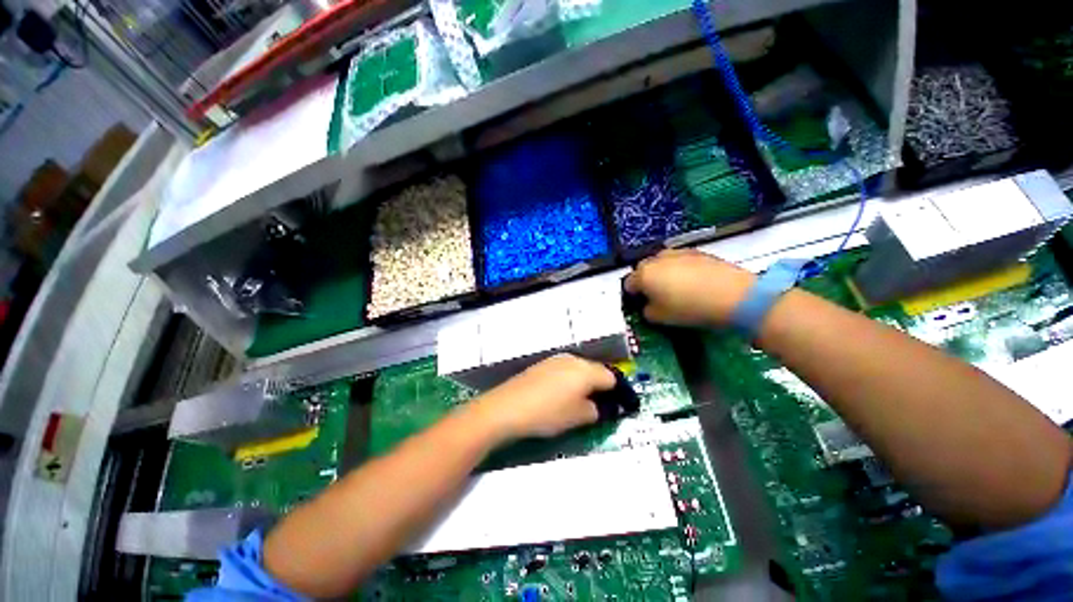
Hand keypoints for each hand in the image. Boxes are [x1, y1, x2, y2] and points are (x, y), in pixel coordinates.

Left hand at [468, 354, 615, 439]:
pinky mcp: (542, 364)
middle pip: (595, 370)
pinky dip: (569, 381)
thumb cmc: (548, 413)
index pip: (611, 377)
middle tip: (600, 405)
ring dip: (584, 382)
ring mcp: (556, 360)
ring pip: (579, 369)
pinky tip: (560, 395)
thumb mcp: (578, 417)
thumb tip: (602, 407)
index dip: (618, 392)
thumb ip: (596, 410)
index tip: (618, 406)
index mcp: (586, 370)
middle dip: (600, 386)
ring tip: (579, 401)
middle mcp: (573, 359)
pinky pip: (564, 370)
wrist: (508, 407)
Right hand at [624, 249, 754, 326]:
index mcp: (643, 274)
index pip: (628, 284)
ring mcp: (677, 252)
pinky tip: (692, 282)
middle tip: (657, 296)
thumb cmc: (689, 308)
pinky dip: (680, 269)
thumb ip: (646, 311)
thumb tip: (648, 305)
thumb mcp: (660, 318)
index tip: (641, 304)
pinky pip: (679, 260)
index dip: (633, 295)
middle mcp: (656, 259)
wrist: (732, 294)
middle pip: (643, 269)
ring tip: (676, 288)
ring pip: (661, 262)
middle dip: (646, 280)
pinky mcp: (697, 251)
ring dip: (662, 273)